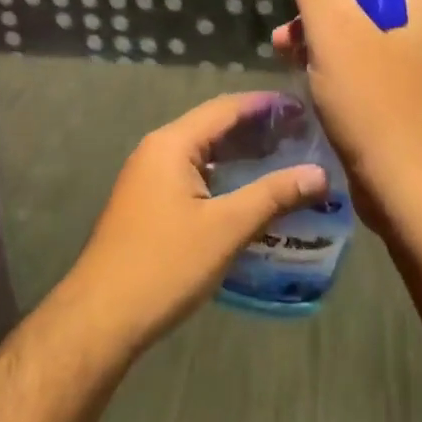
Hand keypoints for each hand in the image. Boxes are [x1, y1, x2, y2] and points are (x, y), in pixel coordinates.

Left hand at [65, 93, 327, 352]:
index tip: (304, 108)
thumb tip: (320, 173)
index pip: (225, 108)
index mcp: (171, 144)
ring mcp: (149, 177)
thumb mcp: (226, 228)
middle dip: (256, 129)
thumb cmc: (164, 264)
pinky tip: (250, 193)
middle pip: (213, 126)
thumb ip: (273, 196)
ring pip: (203, 153)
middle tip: (302, 136)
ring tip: (286, 160)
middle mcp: (157, 150)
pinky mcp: (149, 203)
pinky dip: (224, 176)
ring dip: (241, 154)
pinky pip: (194, 175)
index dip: (265, 105)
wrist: (102, 316)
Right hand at [270, 0, 421, 225]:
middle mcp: (417, 10)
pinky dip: (326, 47)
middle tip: (284, 0)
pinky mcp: (395, 78)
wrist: (412, 187)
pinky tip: (298, 66)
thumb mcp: (334, 29)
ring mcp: (408, 47)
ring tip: (281, 43)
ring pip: (354, 12)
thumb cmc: (375, 101)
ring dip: (315, 18)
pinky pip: (356, 45)